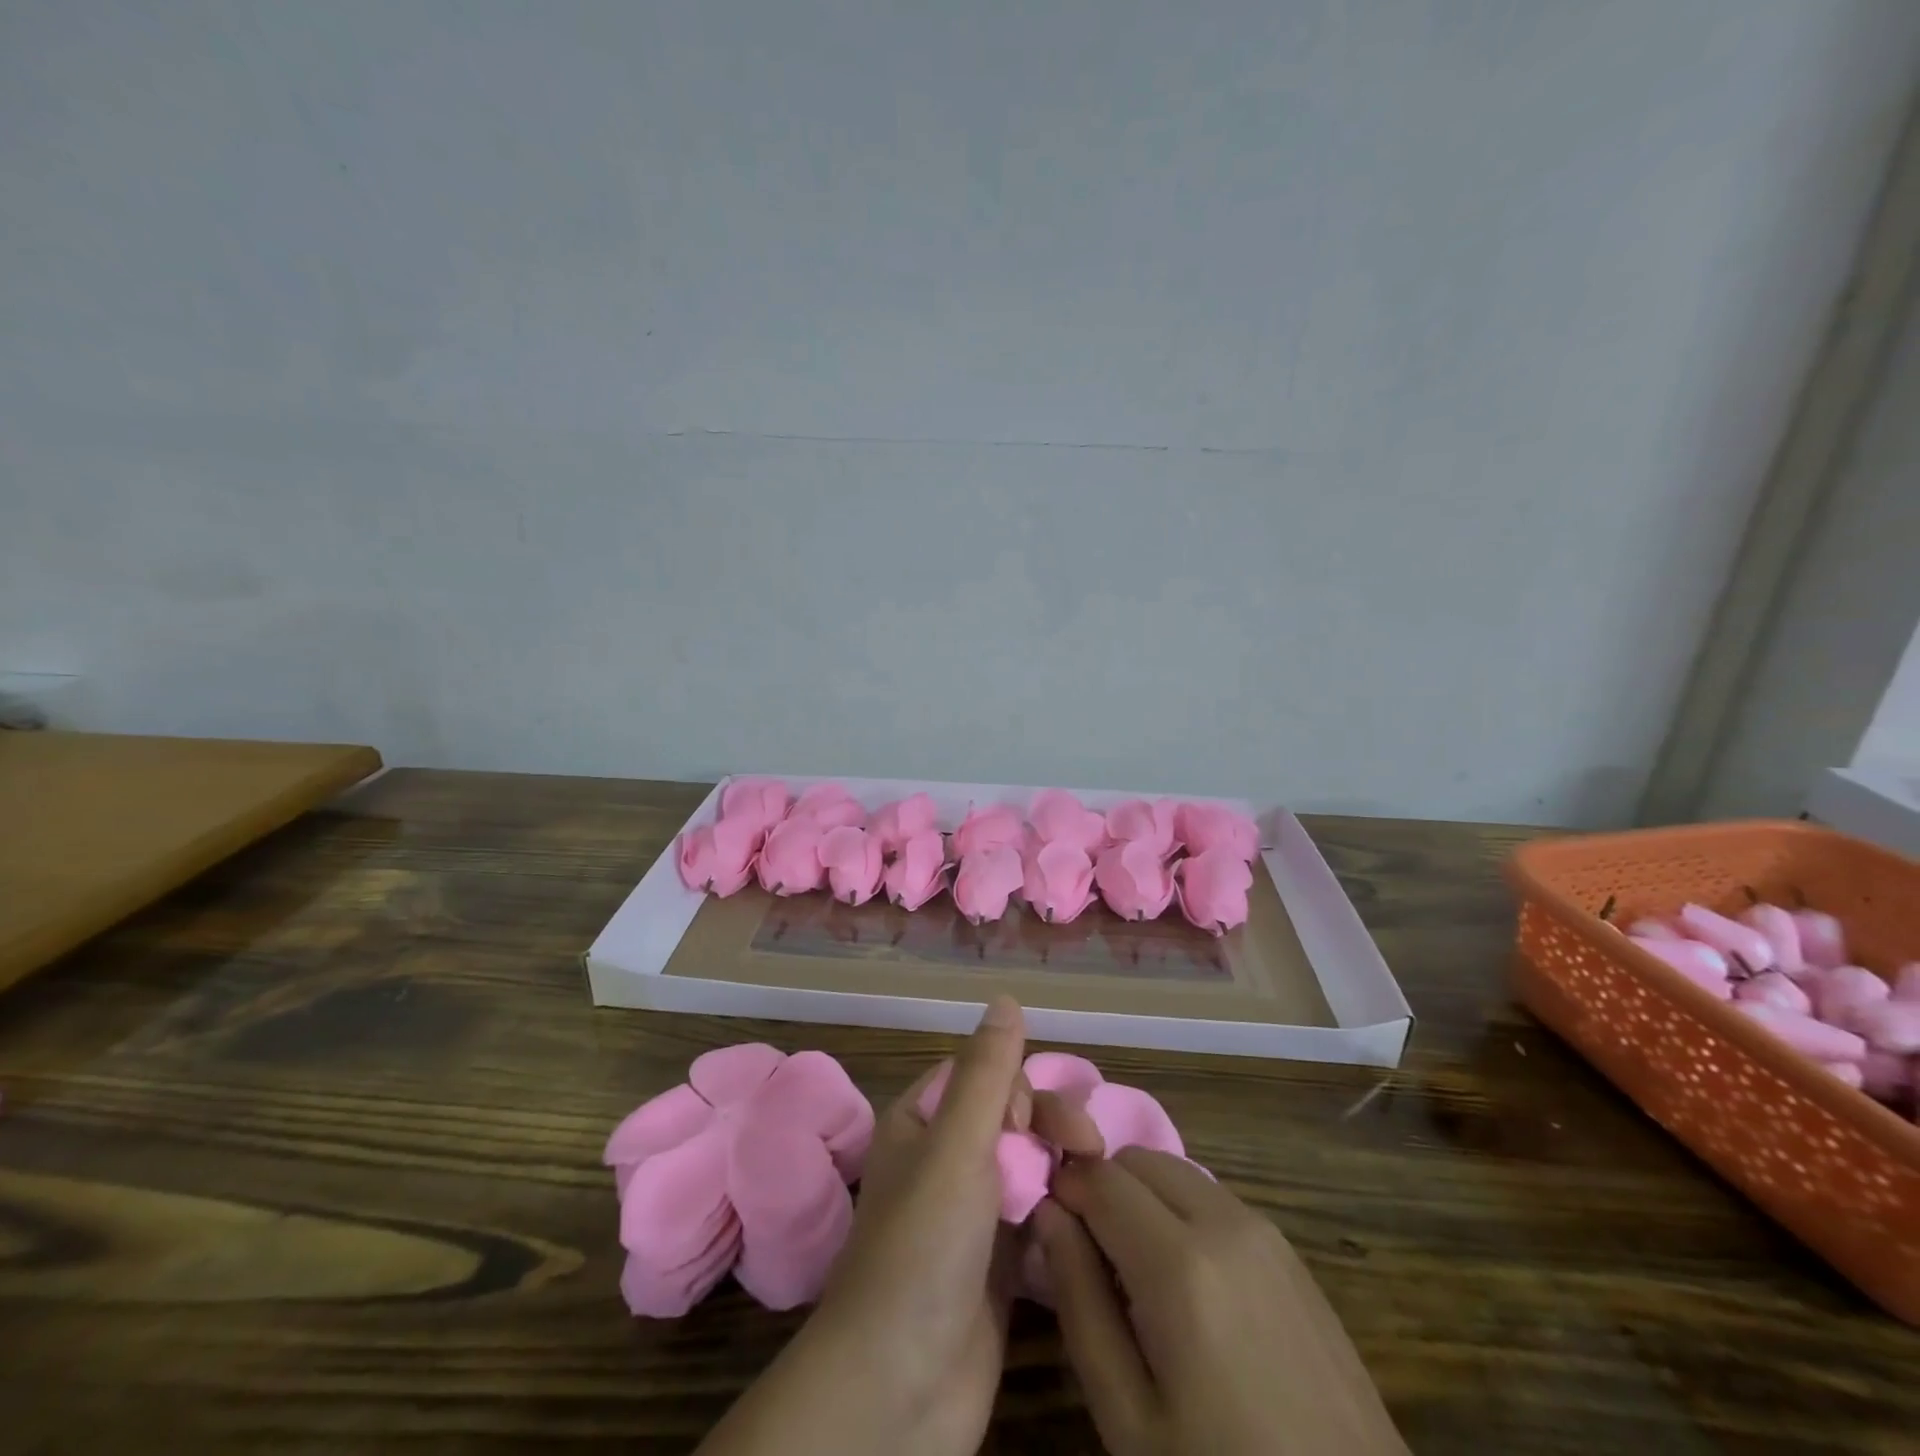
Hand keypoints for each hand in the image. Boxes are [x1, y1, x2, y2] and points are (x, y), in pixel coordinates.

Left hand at [698, 997, 1098, 1455]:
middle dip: (1051, 1127)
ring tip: (1097, 1191)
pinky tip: (1090, 1224)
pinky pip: (1039, 1217)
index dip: (1017, 1088)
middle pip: (1013, 1118)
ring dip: (1064, 1169)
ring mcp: (973, 1215)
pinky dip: (1064, 1213)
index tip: (1031, 1123)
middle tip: (1087, 1152)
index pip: (982, 1075)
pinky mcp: (999, 1265)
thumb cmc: (922, 1249)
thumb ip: (986, 1073)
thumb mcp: (956, 1146)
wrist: (898, 1391)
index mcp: (923, 1122)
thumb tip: (1006, 997)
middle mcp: (945, 1160)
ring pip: (1030, 1167)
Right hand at [1036, 1148, 1406, 1455]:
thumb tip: (1048, 1212)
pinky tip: (1187, 1283)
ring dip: (1141, 1195)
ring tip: (1136, 1272)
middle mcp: (1222, 1221)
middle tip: (1092, 1254)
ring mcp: (1264, 1230)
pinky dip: (1180, 1211)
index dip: (1064, 1189)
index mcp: (1178, 1262)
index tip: (1050, 1225)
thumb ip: (1078, 1298)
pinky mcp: (1289, 1249)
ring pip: (1174, 1170)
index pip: (1097, 1175)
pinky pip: (1212, 1197)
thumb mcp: (1127, 1414)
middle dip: (1103, 1186)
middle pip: (1137, 1158)